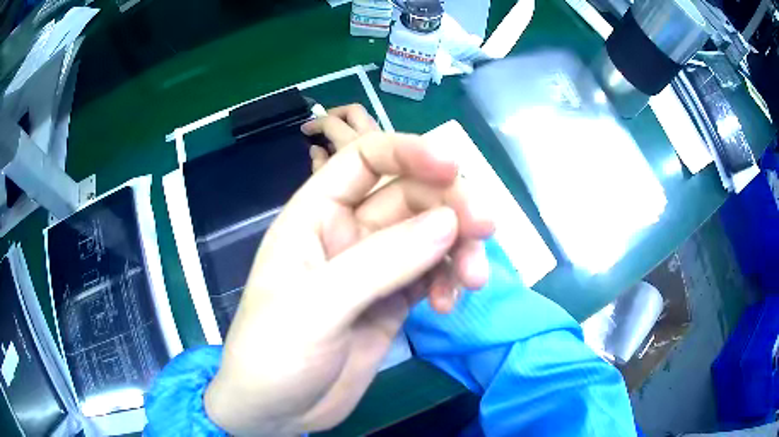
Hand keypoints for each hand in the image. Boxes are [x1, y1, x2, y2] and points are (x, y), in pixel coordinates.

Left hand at [204, 104, 493, 435]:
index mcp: (315, 215)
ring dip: (459, 248)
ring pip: (429, 235)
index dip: (409, 152)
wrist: (276, 410)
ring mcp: (374, 268)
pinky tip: (449, 305)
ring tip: (475, 280)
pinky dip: (448, 281)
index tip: (453, 165)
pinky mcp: (392, 301)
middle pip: (411, 196)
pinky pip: (431, 275)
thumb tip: (449, 222)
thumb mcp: (318, 306)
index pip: (366, 159)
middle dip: (451, 206)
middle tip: (485, 229)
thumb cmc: (273, 352)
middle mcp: (348, 232)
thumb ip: (382, 263)